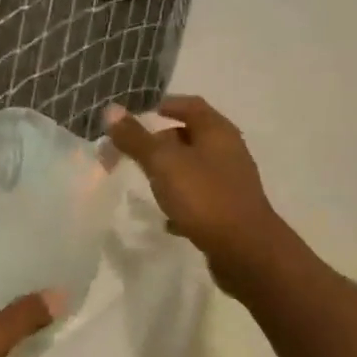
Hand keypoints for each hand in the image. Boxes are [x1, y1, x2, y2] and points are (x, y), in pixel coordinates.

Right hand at [104, 95, 286, 290]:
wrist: (246, 251)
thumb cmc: (204, 197)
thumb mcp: (164, 163)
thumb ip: (136, 138)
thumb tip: (111, 110)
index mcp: (217, 132)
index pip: (191, 105)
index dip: (167, 105)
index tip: (142, 114)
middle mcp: (229, 151)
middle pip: (193, 136)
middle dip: (163, 141)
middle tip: (135, 151)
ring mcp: (231, 183)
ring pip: (196, 168)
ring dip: (172, 172)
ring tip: (147, 182)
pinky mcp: (230, 211)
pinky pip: (201, 199)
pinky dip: (182, 202)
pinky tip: (166, 219)